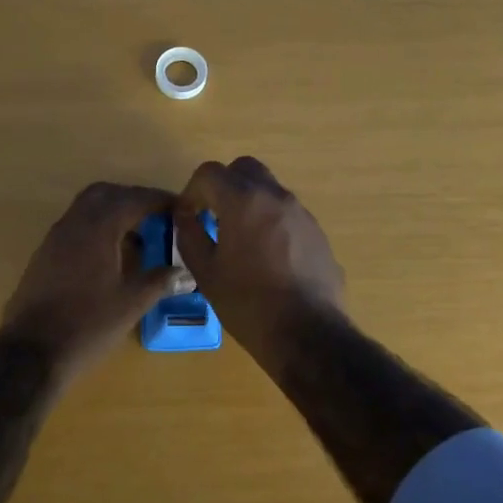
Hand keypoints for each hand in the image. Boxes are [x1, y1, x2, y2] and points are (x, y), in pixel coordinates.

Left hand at [0, 181, 187, 383]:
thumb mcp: (131, 304)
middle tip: (156, 215)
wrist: (32, 352)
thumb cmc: (87, 325)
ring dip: (112, 212)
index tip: (179, 206)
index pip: (132, 200)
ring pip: (86, 209)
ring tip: (137, 235)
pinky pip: (74, 227)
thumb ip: (158, 281)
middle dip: (132, 198)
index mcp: (97, 229)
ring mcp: (54, 239)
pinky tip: (110, 255)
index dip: (158, 200)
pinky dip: (96, 229)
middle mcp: (73, 224)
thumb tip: (183, 273)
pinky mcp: (44, 256)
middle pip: (105, 194)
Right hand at [175, 156, 345, 374]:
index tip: (189, 216)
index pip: (209, 172)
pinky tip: (266, 258)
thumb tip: (185, 216)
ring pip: (269, 189)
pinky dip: (271, 221)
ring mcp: (302, 213)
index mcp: (244, 201)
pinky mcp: (318, 233)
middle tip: (212, 216)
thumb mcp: (206, 273)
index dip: (192, 190)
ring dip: (249, 202)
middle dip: (224, 186)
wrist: (307, 333)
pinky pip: (287, 214)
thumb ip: (189, 236)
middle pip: (244, 169)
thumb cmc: (248, 303)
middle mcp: (276, 196)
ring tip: (239, 239)